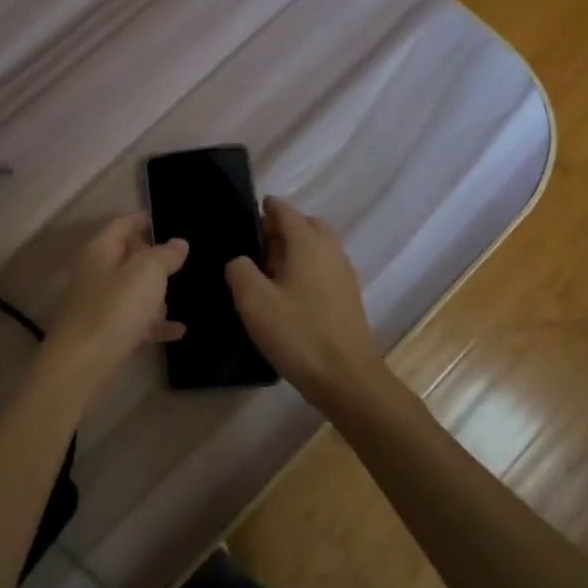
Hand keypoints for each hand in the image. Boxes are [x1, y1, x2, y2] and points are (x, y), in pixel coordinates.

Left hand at [38, 215, 187, 394]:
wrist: (82, 363)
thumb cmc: (115, 307)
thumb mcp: (148, 272)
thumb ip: (165, 254)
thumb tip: (178, 243)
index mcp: (101, 249)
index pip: (123, 224)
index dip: (142, 220)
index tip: (161, 219)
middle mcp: (97, 272)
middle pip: (127, 257)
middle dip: (153, 259)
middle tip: (179, 263)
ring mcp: (99, 303)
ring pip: (132, 290)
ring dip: (154, 294)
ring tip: (177, 299)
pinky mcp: (105, 331)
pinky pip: (136, 320)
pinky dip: (154, 323)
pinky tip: (178, 331)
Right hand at [226, 197, 381, 406]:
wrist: (348, 379)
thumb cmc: (298, 333)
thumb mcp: (254, 300)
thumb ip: (239, 270)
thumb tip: (240, 261)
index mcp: (308, 243)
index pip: (285, 211)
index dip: (267, 207)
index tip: (249, 210)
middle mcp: (330, 251)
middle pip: (306, 225)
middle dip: (283, 227)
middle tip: (257, 244)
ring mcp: (343, 275)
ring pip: (318, 247)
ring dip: (295, 249)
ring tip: (268, 270)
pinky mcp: (348, 298)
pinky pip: (324, 268)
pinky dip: (306, 268)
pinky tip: (288, 293)